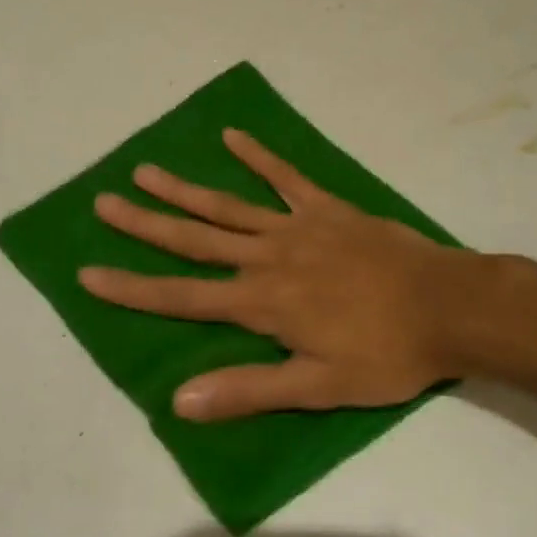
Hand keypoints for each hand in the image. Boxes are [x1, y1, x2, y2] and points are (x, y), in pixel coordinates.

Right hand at [79, 130, 497, 420]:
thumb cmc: (385, 354)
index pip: (181, 296)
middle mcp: (266, 257)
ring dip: (184, 189)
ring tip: (145, 169)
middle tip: (103, 202)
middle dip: (144, 223)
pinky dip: (258, 156)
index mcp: (261, 302)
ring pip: (227, 205)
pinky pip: (284, 177)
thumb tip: (180, 400)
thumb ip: (249, 389)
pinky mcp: (325, 207)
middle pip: (193, 239)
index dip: (131, 287)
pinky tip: (232, 136)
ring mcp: (295, 226)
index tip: (89, 273)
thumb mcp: (318, 387)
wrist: (446, 305)